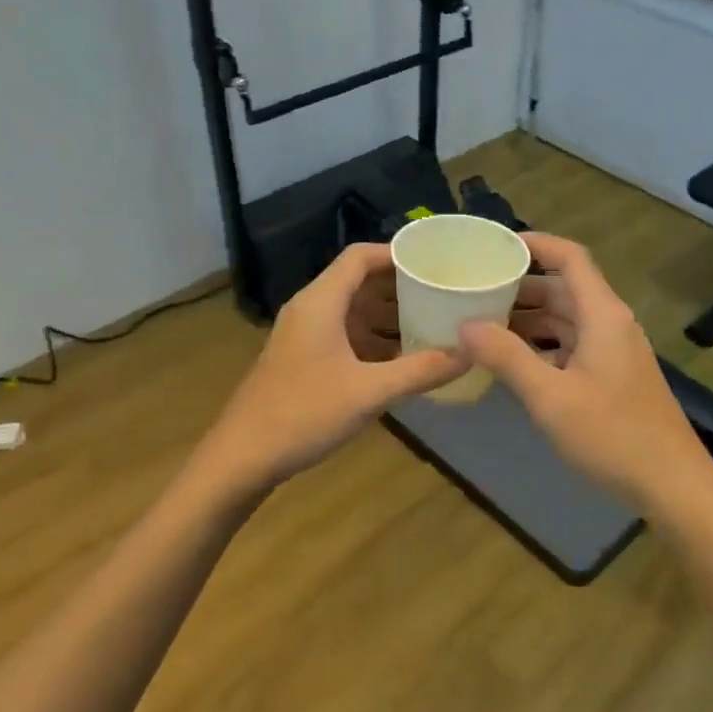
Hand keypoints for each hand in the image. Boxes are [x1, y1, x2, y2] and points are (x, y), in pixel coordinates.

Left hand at [201, 244, 468, 490]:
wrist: (242, 457)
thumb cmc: (303, 413)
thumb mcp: (369, 392)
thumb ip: (420, 371)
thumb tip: (470, 353)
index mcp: (320, 302)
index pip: (360, 257)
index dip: (397, 253)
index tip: (435, 262)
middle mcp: (311, 310)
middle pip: (359, 282)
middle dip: (401, 286)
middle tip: (444, 293)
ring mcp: (305, 336)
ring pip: (353, 312)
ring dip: (389, 316)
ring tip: (433, 323)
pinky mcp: (304, 360)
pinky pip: (346, 336)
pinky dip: (375, 340)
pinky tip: (404, 360)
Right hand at [460, 233, 712, 510]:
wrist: (671, 483)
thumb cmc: (612, 435)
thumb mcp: (550, 396)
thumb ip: (507, 357)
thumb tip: (465, 325)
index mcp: (602, 314)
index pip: (570, 257)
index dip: (534, 244)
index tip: (494, 246)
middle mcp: (610, 323)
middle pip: (564, 287)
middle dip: (521, 285)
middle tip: (475, 288)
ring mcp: (614, 350)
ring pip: (566, 319)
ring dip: (529, 317)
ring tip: (483, 322)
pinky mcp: (613, 375)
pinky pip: (572, 344)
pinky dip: (542, 344)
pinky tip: (513, 360)